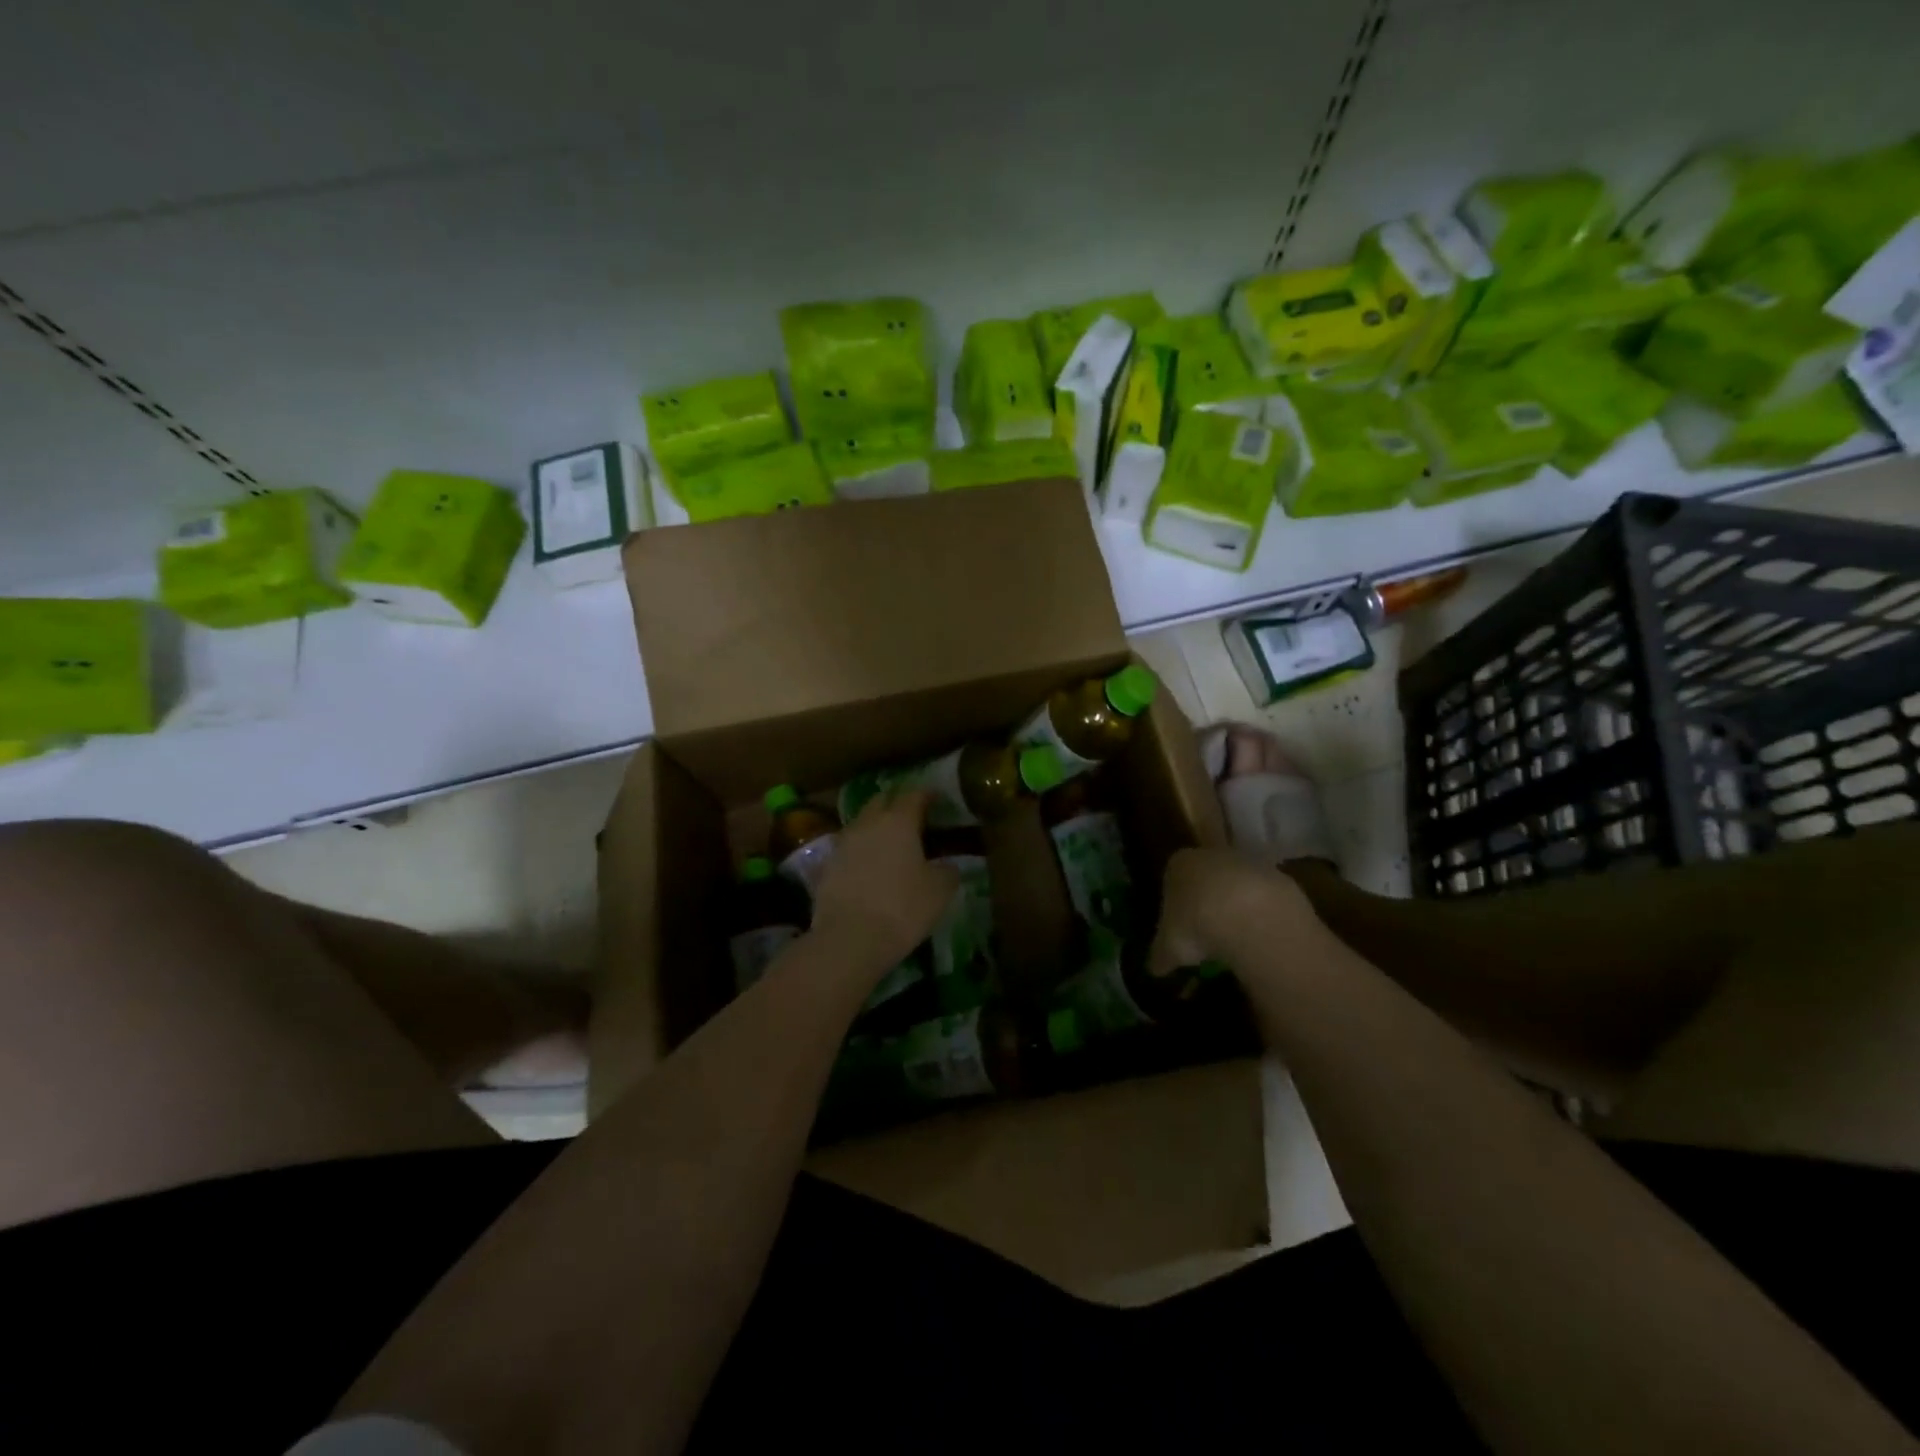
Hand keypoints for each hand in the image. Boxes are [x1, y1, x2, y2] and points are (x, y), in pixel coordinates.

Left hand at [809, 790, 959, 980]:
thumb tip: (948, 864)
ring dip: (876, 826)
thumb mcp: (939, 891)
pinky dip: (860, 851)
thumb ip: (947, 871)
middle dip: (897, 803)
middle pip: (882, 801)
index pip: (914, 795)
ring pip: (861, 823)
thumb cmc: (902, 908)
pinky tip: (868, 866)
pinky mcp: (826, 865)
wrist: (849, 939)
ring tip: (890, 842)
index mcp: (898, 820)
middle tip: (912, 816)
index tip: (936, 799)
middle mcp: (868, 823)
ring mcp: (843, 843)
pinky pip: (848, 848)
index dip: (927, 794)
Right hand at [1147, 847, 1321, 982]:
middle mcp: (1212, 855)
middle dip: (1207, 902)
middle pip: (1206, 877)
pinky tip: (1261, 940)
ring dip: (1237, 909)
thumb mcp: (1169, 948)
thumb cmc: (1196, 924)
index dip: (1174, 902)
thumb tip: (1155, 968)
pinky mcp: (1280, 878)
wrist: (1252, 917)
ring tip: (1236, 942)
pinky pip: (1266, 900)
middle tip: (1207, 935)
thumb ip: (1160, 955)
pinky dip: (1263, 917)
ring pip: (1238, 886)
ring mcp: (1249, 864)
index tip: (1179, 926)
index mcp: (1178, 864)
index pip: (1172, 877)